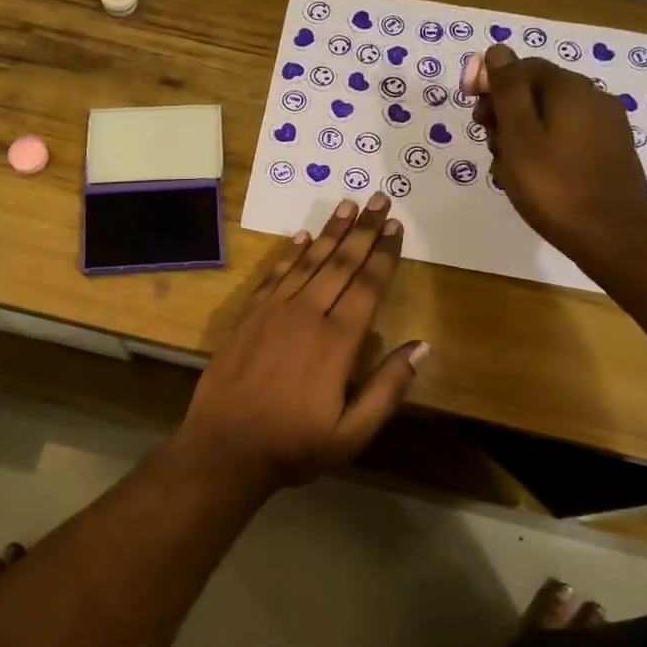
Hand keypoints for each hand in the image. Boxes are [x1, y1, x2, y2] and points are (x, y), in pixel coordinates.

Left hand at [176, 194, 427, 491]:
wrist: (224, 447)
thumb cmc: (293, 445)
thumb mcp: (352, 433)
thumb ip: (388, 388)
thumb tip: (422, 345)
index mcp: (336, 343)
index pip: (367, 287)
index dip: (384, 255)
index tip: (396, 227)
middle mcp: (306, 316)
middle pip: (340, 264)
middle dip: (363, 231)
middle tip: (379, 199)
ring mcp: (272, 312)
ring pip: (308, 262)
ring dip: (330, 233)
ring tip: (348, 206)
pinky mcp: (247, 315)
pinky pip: (273, 275)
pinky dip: (290, 253)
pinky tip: (303, 237)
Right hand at [473, 44, 646, 265]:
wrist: (612, 234)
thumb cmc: (554, 186)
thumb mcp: (519, 136)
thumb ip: (507, 91)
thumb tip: (498, 50)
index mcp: (569, 88)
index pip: (522, 67)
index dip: (492, 85)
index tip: (474, 115)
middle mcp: (593, 97)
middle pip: (536, 92)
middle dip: (506, 114)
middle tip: (489, 146)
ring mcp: (605, 125)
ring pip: (550, 118)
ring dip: (521, 136)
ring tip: (507, 170)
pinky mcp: (610, 151)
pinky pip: (566, 138)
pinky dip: (544, 150)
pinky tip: (533, 178)